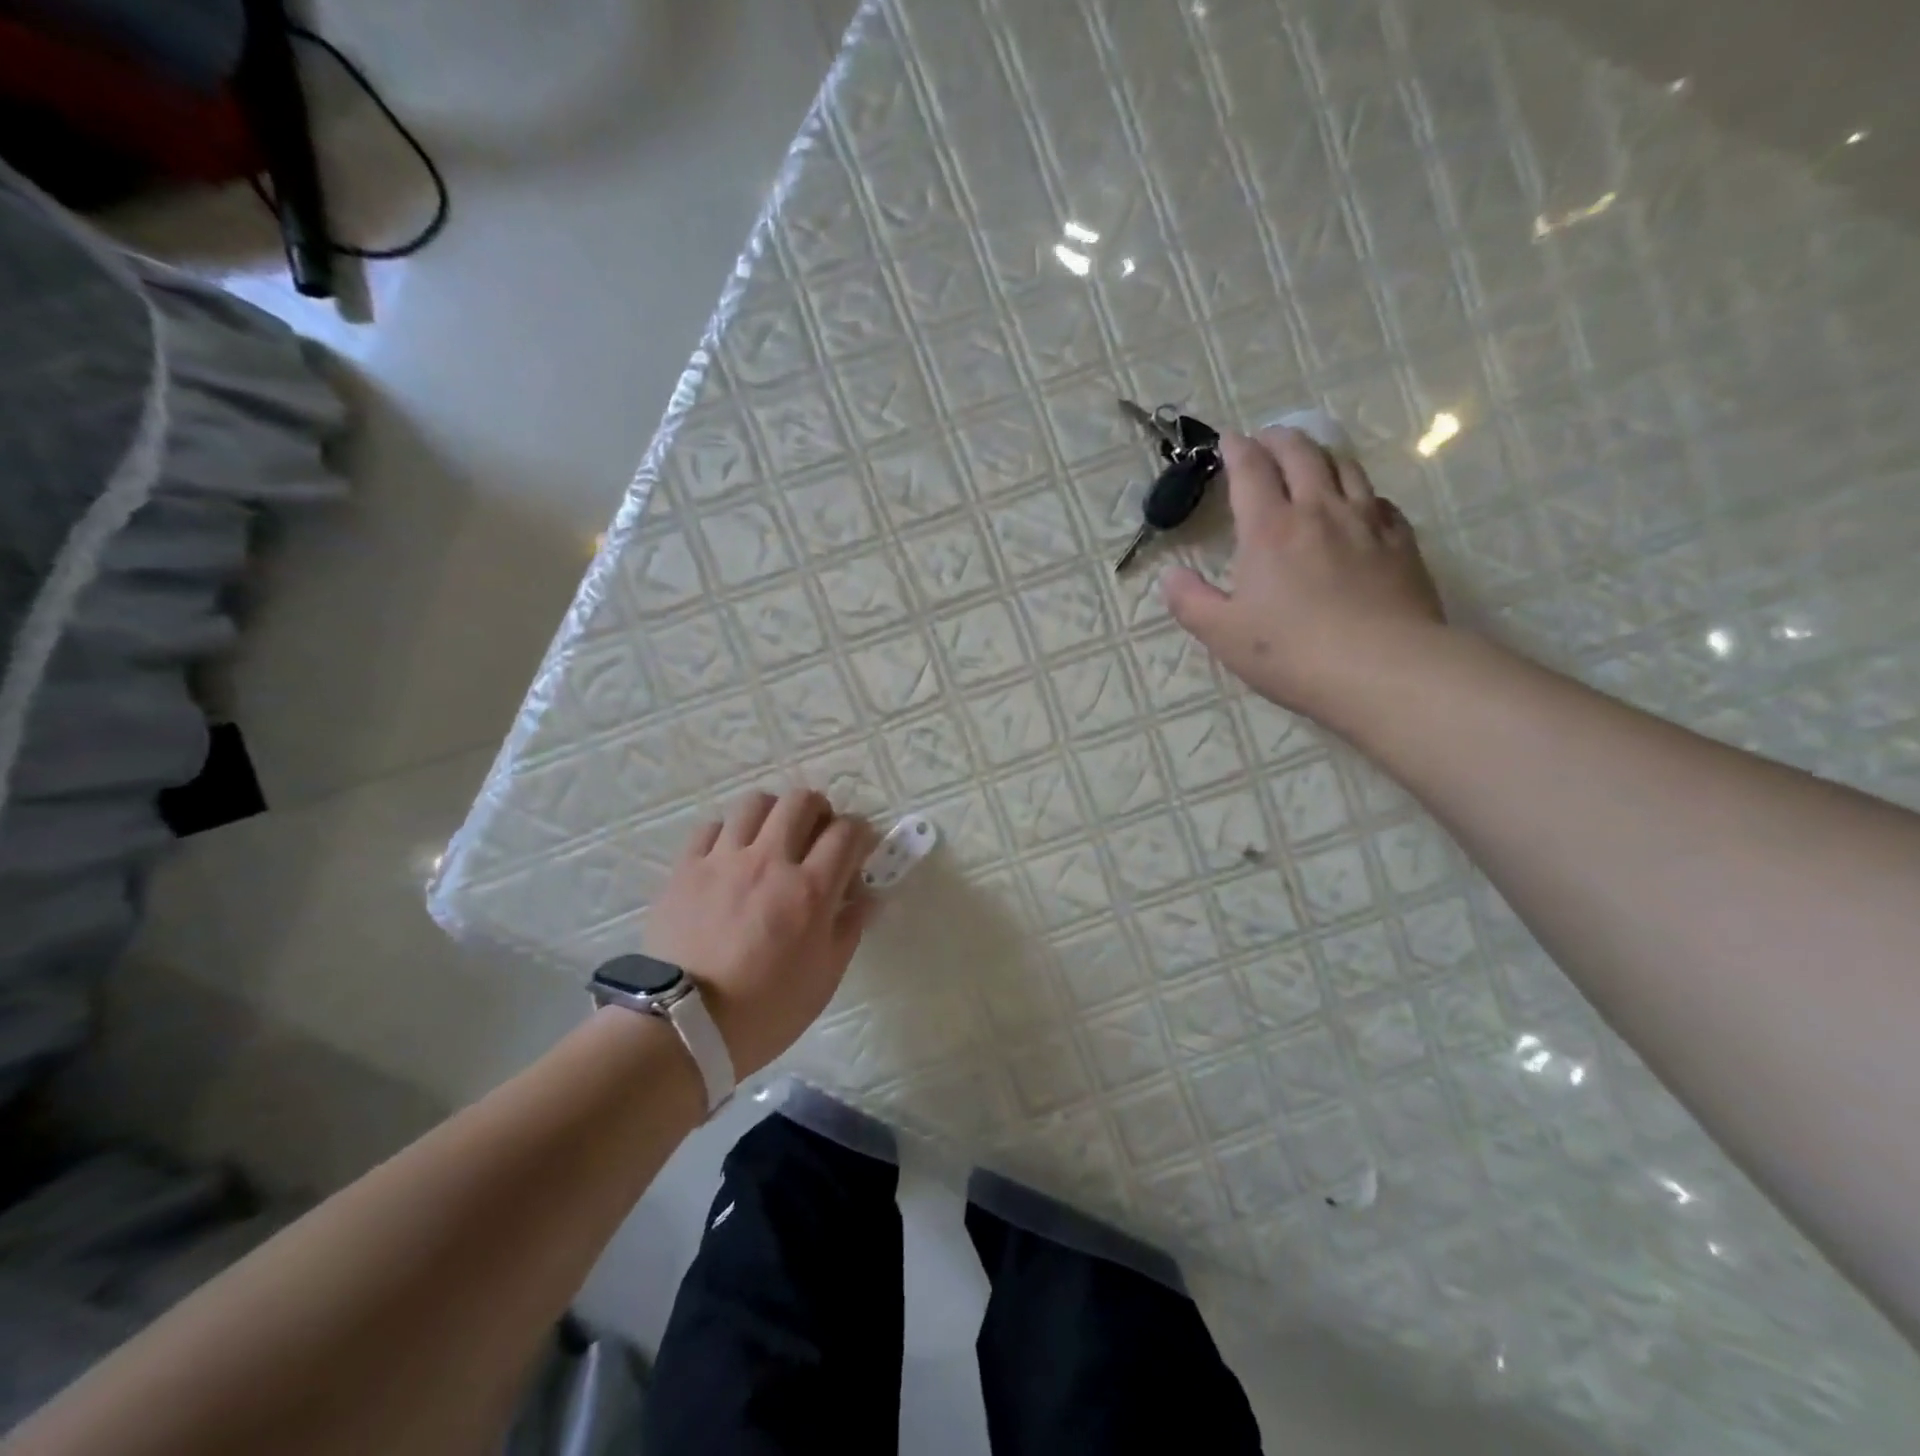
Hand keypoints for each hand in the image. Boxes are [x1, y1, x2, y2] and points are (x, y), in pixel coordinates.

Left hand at [644, 790, 877, 1077]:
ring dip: (773, 813)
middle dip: (819, 810)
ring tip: (772, 836)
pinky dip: (728, 833)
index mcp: (810, 890)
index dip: (860, 832)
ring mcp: (724, 860)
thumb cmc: (765, 1010)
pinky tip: (729, 855)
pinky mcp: (686, 868)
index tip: (858, 847)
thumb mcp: (824, 977)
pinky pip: (711, 827)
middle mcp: (770, 861)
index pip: (846, 832)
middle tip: (816, 833)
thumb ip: (849, 928)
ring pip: (755, 803)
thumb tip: (867, 895)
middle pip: (801, 802)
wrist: (682, 1028)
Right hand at [1162, 426, 1445, 723]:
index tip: (1229, 439)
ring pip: (1345, 467)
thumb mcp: (1222, 634)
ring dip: (1321, 454)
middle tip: (1267, 439)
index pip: (1251, 471)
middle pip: (1301, 454)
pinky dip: (1360, 491)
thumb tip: (1170, 575)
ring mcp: (1366, 523)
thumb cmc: (1291, 652)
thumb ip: (1190, 601)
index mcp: (1268, 530)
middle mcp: (1318, 512)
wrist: (1383, 670)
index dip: (1237, 450)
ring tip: (1310, 458)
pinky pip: (1380, 500)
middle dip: (1279, 439)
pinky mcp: (1401, 542)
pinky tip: (1358, 504)